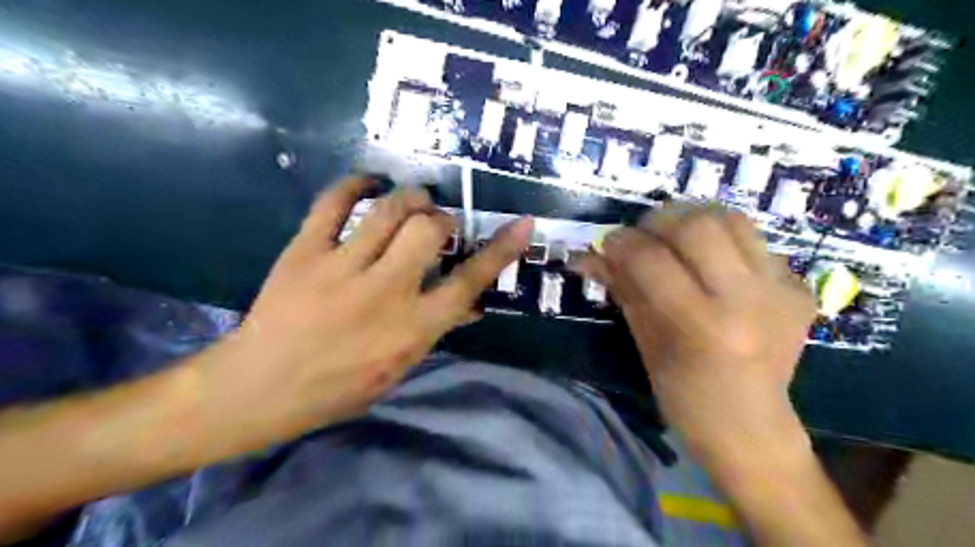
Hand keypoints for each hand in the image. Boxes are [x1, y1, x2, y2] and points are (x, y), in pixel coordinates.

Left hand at [204, 177, 531, 444]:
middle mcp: (384, 292)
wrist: (261, 387)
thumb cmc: (339, 386)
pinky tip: (369, 182)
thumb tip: (472, 304)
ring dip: (410, 197)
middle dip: (441, 220)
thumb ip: (437, 329)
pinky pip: (333, 203)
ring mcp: (342, 268)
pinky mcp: (305, 251)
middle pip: (428, 231)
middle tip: (437, 224)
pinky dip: (355, 183)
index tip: (522, 224)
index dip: (499, 250)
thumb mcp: (399, 366)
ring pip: (388, 211)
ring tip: (414, 200)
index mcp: (412, 327)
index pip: (468, 282)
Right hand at [574, 205, 815, 470]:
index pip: (652, 259)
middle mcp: (747, 300)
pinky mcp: (800, 290)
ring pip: (733, 220)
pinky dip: (727, 243)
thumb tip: (588, 257)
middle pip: (698, 225)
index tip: (608, 243)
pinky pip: (758, 243)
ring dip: (695, 220)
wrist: (753, 430)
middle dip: (659, 221)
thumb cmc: (685, 398)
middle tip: (643, 235)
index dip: (622, 242)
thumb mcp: (645, 344)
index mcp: (702, 325)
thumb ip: (622, 290)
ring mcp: (781, 292)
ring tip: (676, 238)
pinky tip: (715, 265)